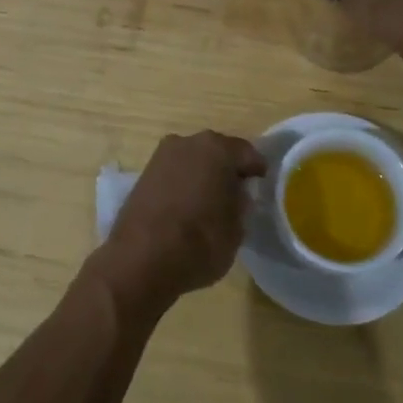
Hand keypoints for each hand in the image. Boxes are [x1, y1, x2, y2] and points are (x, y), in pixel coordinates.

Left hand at [87, 131, 266, 319]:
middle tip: (238, 193)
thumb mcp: (237, 229)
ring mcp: (161, 156)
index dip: (257, 170)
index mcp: (217, 148)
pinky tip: (187, 206)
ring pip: (193, 160)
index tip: (262, 185)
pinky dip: (183, 184)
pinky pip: (174, 174)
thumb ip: (241, 204)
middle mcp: (188, 142)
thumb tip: (237, 194)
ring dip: (203, 175)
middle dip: (228, 169)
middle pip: (217, 152)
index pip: (247, 153)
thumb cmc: (199, 242)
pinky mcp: (143, 174)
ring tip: (211, 201)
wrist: (141, 260)